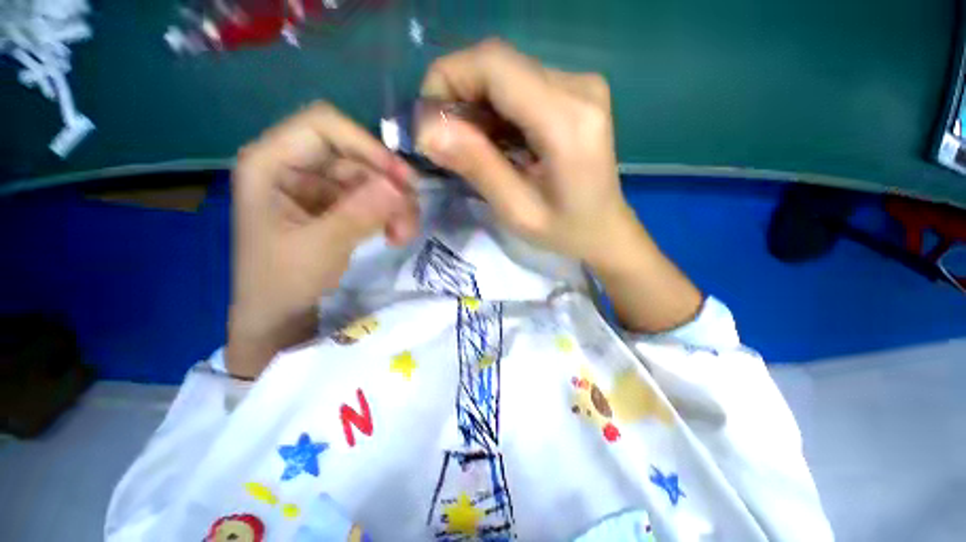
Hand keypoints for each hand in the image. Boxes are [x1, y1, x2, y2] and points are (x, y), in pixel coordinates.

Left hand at [228, 103, 417, 378]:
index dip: (367, 146)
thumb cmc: (282, 283)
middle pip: (355, 155)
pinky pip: (372, 198)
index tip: (401, 180)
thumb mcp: (321, 247)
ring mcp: (317, 186)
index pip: (324, 126)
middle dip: (389, 186)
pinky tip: (395, 235)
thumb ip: (360, 213)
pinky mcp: (335, 205)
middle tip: (409, 219)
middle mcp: (295, 166)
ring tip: (404, 235)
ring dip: (394, 205)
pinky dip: (389, 214)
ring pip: (371, 178)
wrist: (279, 316)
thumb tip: (401, 187)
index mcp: (270, 163)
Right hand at [416, 39, 635, 267]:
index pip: (494, 65)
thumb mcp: (516, 210)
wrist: (605, 229)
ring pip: (507, 72)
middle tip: (445, 139)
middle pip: (499, 63)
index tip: (428, 120)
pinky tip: (495, 140)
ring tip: (470, 146)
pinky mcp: (576, 92)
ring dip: (476, 103)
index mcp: (566, 121)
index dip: (448, 79)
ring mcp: (581, 85)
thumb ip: (477, 166)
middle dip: (458, 93)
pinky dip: (496, 108)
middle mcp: (578, 87)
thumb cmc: (565, 231)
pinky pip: (522, 84)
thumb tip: (427, 129)